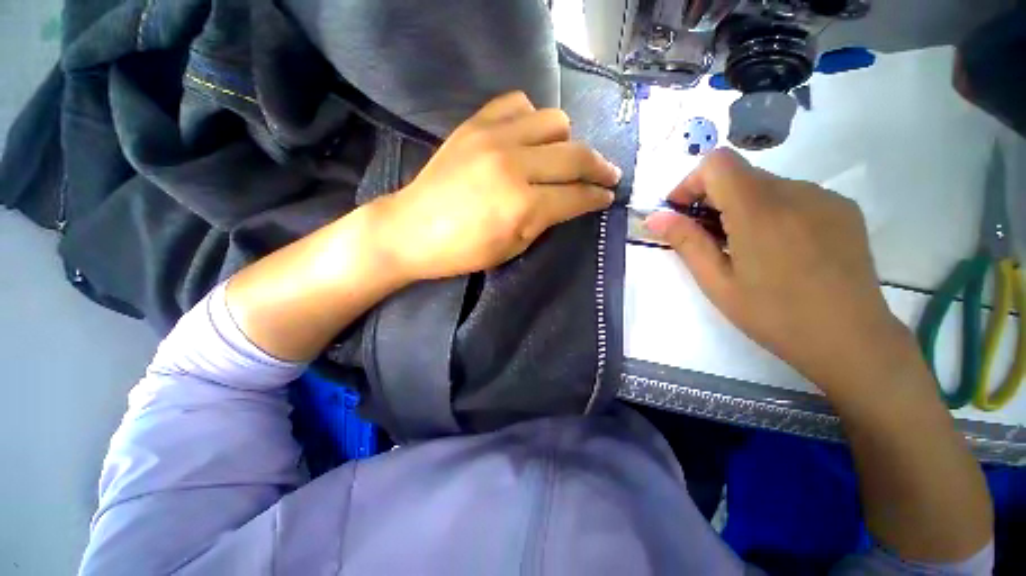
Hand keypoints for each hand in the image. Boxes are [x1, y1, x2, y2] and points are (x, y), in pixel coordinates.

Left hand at [372, 91, 620, 281]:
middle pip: (575, 155)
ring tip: (562, 157)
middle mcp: (514, 165)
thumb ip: (545, 221)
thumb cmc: (463, 251)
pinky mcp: (474, 124)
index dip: (598, 197)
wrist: (412, 230)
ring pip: (554, 121)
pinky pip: (518, 104)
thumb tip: (571, 201)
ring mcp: (493, 138)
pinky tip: (528, 138)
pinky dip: (532, 120)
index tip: (609, 195)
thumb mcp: (513, 247)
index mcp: (523, 206)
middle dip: (599, 167)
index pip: (576, 195)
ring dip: (566, 141)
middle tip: (607, 175)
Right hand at [645, 149, 912, 397]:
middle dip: (712, 199)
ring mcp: (824, 197)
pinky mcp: (843, 209)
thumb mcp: (717, 282)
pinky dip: (772, 211)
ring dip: (742, 207)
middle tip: (706, 238)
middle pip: (740, 173)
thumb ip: (686, 242)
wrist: (852, 340)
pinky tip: (778, 249)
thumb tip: (655, 217)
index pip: (717, 163)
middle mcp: (795, 190)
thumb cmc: (774, 315)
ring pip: (766, 185)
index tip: (682, 213)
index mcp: (759, 209)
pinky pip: (794, 196)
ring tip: (743, 248)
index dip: (691, 182)